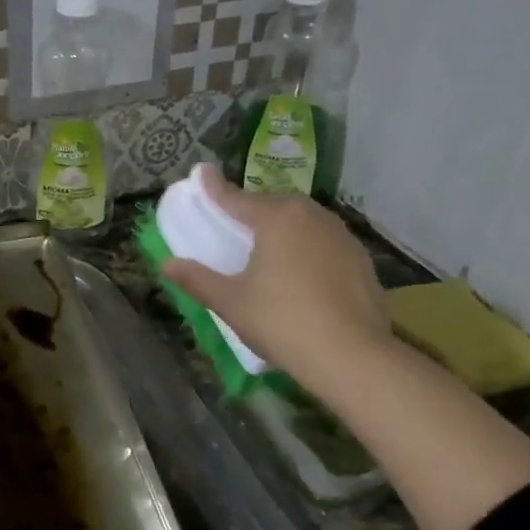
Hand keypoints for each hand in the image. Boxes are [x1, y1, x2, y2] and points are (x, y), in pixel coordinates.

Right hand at [164, 165, 390, 380]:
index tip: (202, 172)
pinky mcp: (362, 262)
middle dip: (255, 211)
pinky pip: (326, 246)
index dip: (215, 188)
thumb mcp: (231, 302)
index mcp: (277, 218)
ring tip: (271, 253)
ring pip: (305, 224)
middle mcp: (312, 217)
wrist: (352, 357)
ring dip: (286, 231)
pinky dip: (310, 252)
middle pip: (275, 206)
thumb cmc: (282, 322)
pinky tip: (304, 277)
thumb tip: (166, 264)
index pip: (237, 199)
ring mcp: (343, 237)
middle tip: (238, 227)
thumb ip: (197, 279)